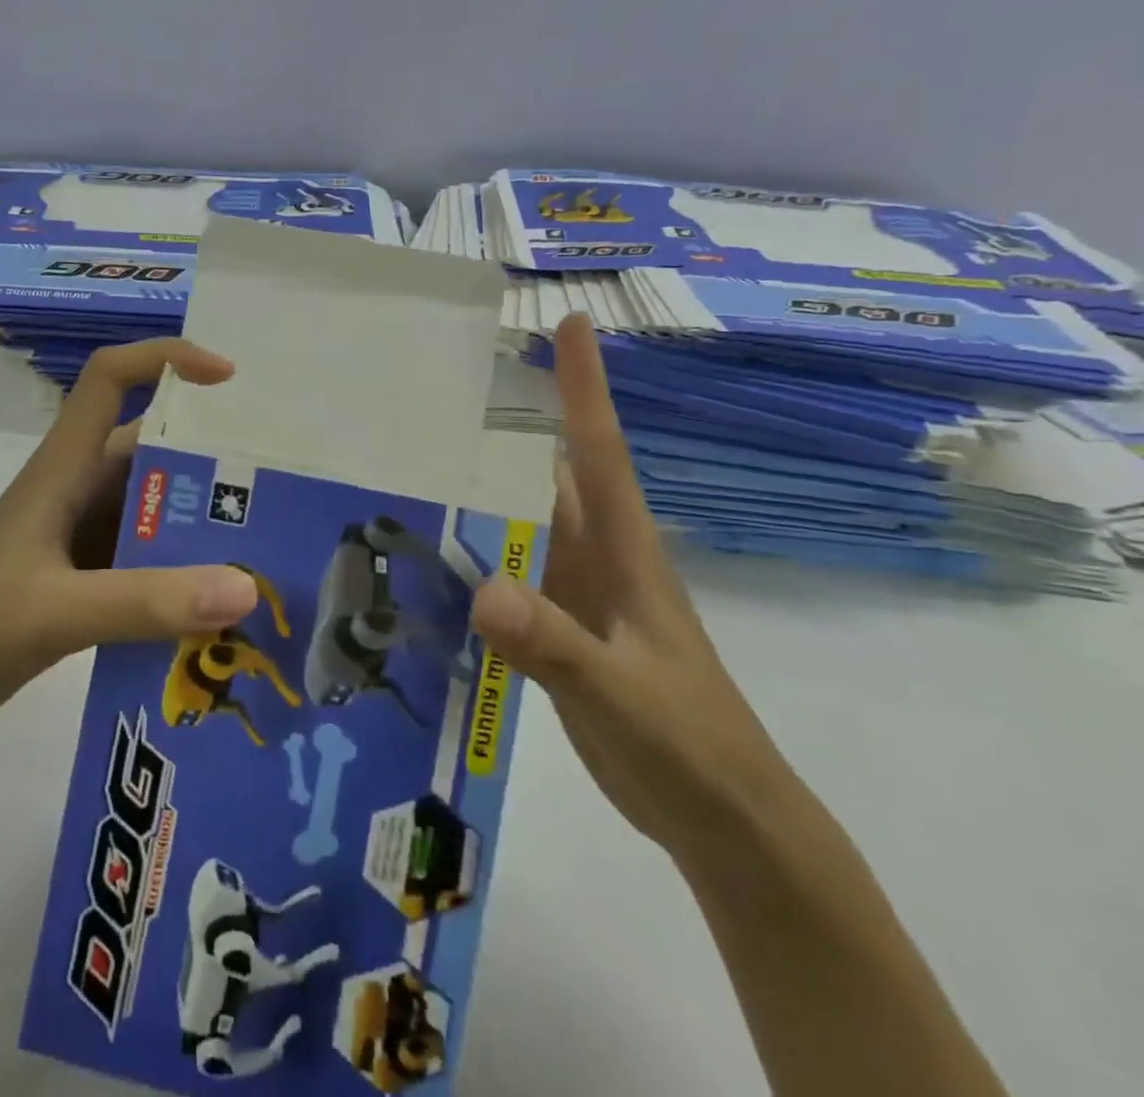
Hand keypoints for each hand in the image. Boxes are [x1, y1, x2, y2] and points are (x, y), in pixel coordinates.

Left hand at [0, 339, 259, 730]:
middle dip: (212, 457)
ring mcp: (82, 532)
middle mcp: (79, 487)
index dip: (165, 357)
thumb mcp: (59, 611)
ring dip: (202, 521)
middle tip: (279, 482)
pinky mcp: (86, 573)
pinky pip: (148, 556)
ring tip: (267, 544)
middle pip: (153, 448)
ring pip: (155, 507)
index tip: (227, 377)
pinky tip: (221, 601)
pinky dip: (182, 570)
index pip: (110, 377)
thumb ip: (146, 603)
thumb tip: (246, 589)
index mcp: (64, 467)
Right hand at [473, 315, 800, 867]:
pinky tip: (430, 547)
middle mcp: (595, 559)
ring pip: (522, 521)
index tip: (571, 322)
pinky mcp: (556, 628)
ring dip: (482, 485)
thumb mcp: (622, 696)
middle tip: (445, 382)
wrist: (723, 820)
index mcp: (623, 553)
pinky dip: (473, 551)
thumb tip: (484, 589)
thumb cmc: (690, 747)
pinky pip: (507, 570)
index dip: (585, 387)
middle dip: (509, 422)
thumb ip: (556, 646)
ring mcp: (574, 594)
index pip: (599, 451)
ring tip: (420, 452)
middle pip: (548, 474)